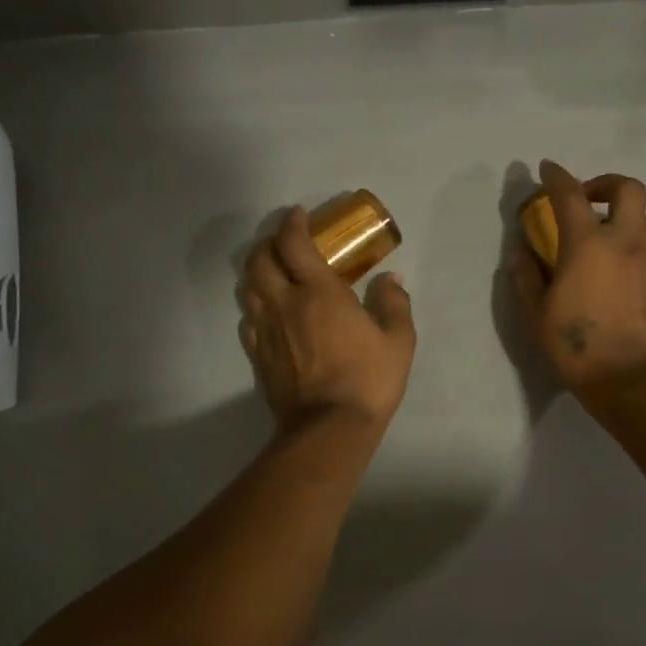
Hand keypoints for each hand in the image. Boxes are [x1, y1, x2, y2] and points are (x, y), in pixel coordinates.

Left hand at [240, 208, 416, 429]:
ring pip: (247, 288)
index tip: (300, 216)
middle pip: (259, 260)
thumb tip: (390, 279)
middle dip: (268, 244)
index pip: (293, 243)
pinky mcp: (258, 354)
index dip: (293, 224)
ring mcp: (266, 329)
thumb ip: (394, 303)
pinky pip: (247, 319)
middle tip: (285, 243)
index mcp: (318, 292)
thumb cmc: (368, 380)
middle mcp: (284, 303)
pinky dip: (255, 306)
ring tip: (274, 273)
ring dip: (257, 272)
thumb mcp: (398, 341)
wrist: (329, 428)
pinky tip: (269, 312)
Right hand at [512, 161, 645, 397]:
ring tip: (598, 245)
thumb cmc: (577, 346)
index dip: (557, 176)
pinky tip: (613, 281)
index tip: (547, 169)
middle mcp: (625, 243)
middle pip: (628, 189)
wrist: (634, 380)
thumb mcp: (537, 314)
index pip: (570, 195)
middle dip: (605, 184)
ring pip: (642, 221)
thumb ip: (527, 276)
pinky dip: (629, 252)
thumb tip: (522, 252)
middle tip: (586, 201)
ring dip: (619, 220)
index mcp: (587, 245)